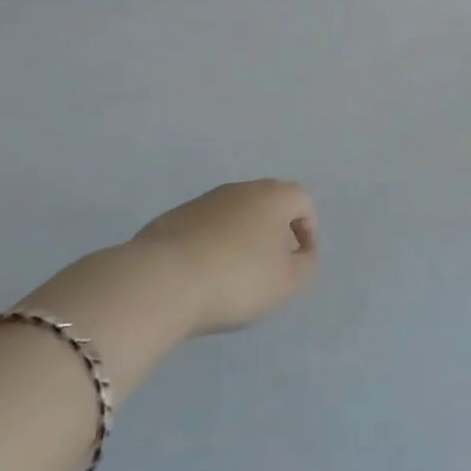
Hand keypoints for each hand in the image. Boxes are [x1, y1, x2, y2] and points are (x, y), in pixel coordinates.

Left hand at [131, 180, 319, 335]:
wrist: (161, 281)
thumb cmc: (237, 278)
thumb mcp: (288, 282)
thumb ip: (306, 265)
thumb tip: (302, 254)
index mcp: (274, 195)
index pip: (303, 201)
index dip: (308, 230)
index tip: (300, 261)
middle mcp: (241, 189)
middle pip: (267, 205)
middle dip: (273, 233)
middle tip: (270, 268)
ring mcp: (203, 202)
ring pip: (234, 216)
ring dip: (240, 240)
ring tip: (233, 277)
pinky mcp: (172, 219)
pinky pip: (204, 230)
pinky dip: (210, 248)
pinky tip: (202, 277)